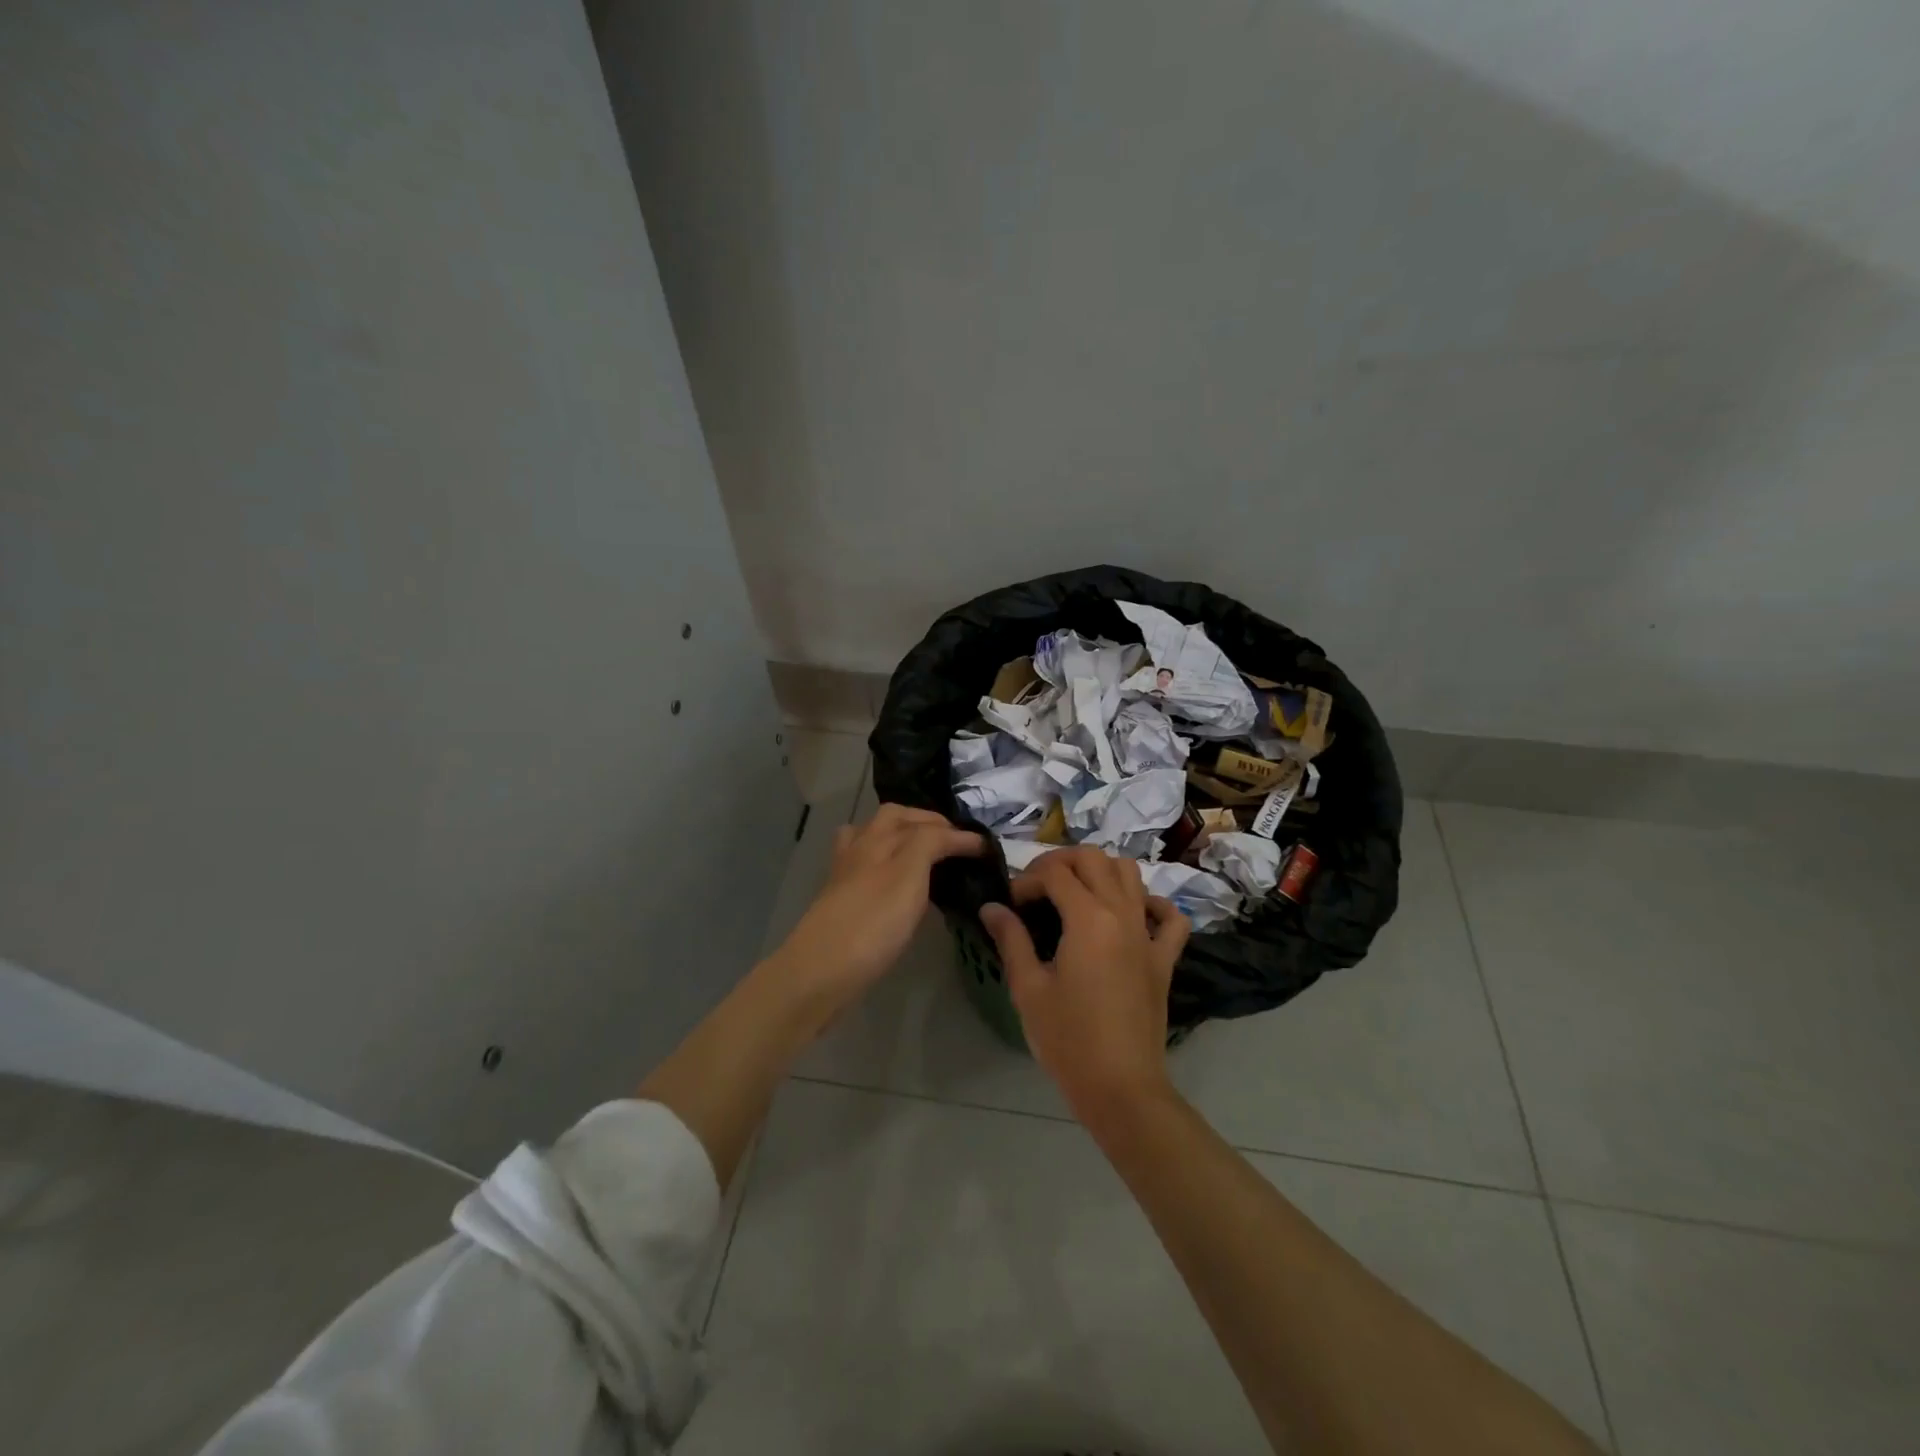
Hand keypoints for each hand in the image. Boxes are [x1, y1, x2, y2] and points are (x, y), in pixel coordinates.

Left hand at [766, 803, 984, 1021]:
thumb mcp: (908, 874)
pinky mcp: (842, 902)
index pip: (925, 823)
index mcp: (878, 838)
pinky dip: (887, 864)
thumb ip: (931, 843)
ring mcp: (847, 876)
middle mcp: (860, 849)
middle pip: (892, 820)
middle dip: (925, 822)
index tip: (987, 849)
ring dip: (901, 837)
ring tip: (927, 854)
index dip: (957, 832)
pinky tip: (899, 885)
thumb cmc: (871, 922)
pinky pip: (867, 868)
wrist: (820, 972)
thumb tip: (955, 833)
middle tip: (955, 842)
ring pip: (874, 841)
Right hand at [978, 846, 1190, 1121]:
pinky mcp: (1164, 959)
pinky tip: (1131, 913)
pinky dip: (1152, 904)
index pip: (1054, 874)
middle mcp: (1122, 914)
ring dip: (1101, 870)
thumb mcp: (1028, 988)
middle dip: (1060, 861)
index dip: (1026, 880)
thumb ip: (1011, 939)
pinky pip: (1170, 917)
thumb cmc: (1068, 1039)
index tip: (1010, 903)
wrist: (1120, 1087)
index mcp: (1088, 919)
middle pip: (1094, 858)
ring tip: (1076, 892)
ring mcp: (1148, 934)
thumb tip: (992, 907)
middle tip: (1037, 886)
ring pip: (1131, 873)